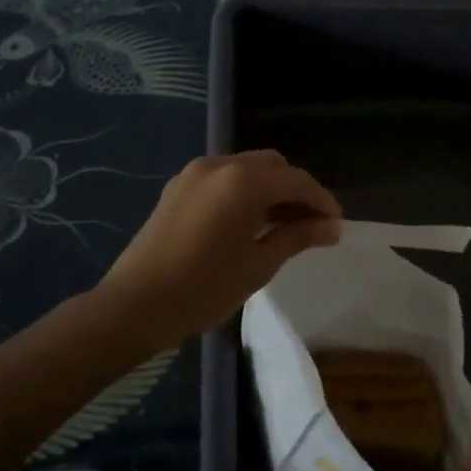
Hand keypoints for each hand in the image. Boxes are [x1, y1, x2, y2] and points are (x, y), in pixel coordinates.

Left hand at [98, 150, 340, 347]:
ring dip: (271, 190)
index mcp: (243, 182)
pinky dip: (245, 192)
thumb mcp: (258, 265)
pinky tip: (251, 222)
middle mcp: (220, 165)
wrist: (134, 305)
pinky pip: (224, 179)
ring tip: (285, 226)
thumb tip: (331, 227)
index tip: (336, 227)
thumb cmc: (203, 289)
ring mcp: (194, 173)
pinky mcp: (178, 187)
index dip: (322, 201)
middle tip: (311, 226)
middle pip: (273, 166)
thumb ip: (297, 237)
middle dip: (297, 190)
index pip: (297, 180)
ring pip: (248, 168)